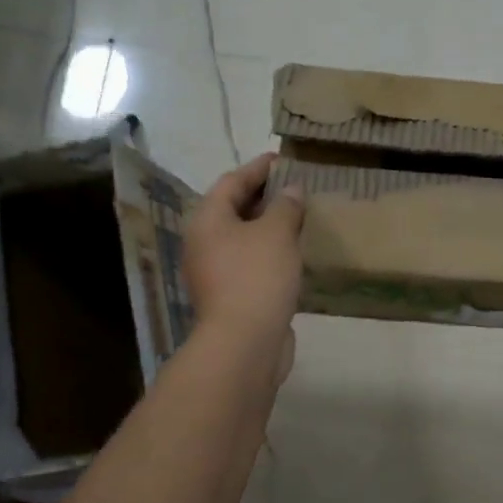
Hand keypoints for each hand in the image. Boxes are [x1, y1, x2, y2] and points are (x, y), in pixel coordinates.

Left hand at [184, 154, 305, 376]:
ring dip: (268, 227)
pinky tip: (293, 253)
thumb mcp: (277, 233)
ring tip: (298, 217)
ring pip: (243, 238)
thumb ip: (286, 206)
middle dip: (263, 197)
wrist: (245, 343)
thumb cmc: (257, 277)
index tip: (282, 159)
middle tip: (294, 187)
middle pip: (233, 209)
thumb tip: (291, 190)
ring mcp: (215, 273)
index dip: (258, 168)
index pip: (232, 182)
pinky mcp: (231, 296)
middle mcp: (204, 243)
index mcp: (207, 220)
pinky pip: (251, 262)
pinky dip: (270, 252)